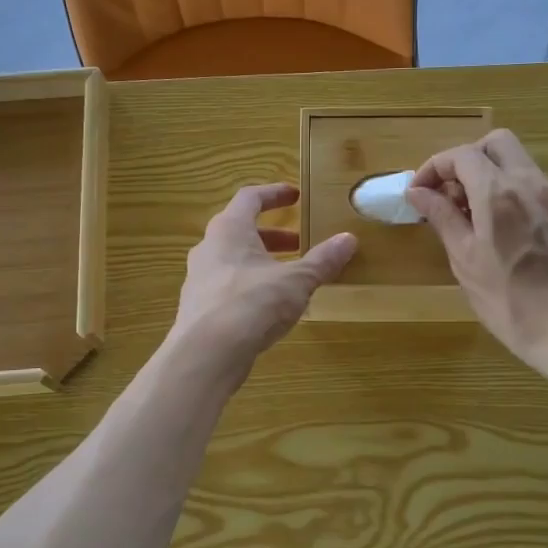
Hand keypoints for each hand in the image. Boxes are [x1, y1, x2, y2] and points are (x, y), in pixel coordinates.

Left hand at [171, 184, 356, 372]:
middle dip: (273, 236)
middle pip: (240, 230)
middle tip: (299, 243)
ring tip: (289, 277)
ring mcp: (199, 279)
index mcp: (228, 230)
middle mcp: (208, 248)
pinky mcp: (199, 308)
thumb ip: (321, 260)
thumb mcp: (296, 281)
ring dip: (261, 262)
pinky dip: (250, 287)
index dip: (274, 194)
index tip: (295, 195)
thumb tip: (348, 239)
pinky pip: (228, 287)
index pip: (250, 198)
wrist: (206, 354)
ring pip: (233, 260)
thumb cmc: (251, 304)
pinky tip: (269, 307)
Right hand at [406, 130, 547, 388]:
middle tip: (449, 194)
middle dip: (466, 159)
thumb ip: (442, 218)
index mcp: (498, 193)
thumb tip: (418, 192)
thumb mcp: (465, 260)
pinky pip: (534, 187)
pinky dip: (511, 193)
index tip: (419, 193)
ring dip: (489, 175)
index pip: (461, 155)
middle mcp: (530, 184)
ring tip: (471, 216)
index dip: (434, 168)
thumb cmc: (509, 301)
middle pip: (496, 143)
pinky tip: (502, 231)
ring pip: (518, 163)